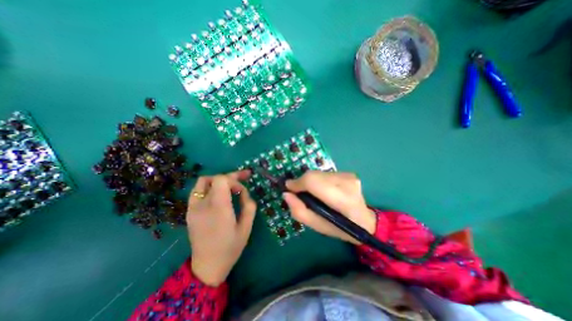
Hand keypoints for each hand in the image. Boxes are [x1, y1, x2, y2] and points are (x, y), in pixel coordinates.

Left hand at [185, 170, 256, 285]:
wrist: (207, 266)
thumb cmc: (230, 248)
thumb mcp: (247, 227)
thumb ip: (249, 205)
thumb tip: (244, 193)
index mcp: (218, 208)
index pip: (221, 180)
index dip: (234, 180)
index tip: (242, 191)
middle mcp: (203, 204)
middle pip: (214, 178)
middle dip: (231, 176)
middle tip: (244, 176)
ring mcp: (193, 207)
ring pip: (204, 181)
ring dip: (219, 180)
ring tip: (230, 184)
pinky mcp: (189, 211)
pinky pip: (198, 191)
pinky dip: (210, 187)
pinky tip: (218, 193)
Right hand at [281, 172, 376, 244]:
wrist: (364, 221)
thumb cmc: (340, 227)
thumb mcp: (317, 226)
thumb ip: (299, 211)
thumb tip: (286, 194)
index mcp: (343, 200)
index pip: (314, 181)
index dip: (298, 183)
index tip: (289, 188)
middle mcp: (347, 183)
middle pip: (314, 175)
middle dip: (302, 182)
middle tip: (299, 193)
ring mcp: (349, 176)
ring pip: (318, 173)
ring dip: (310, 182)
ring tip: (312, 193)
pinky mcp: (348, 173)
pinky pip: (325, 173)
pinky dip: (318, 180)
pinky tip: (323, 190)